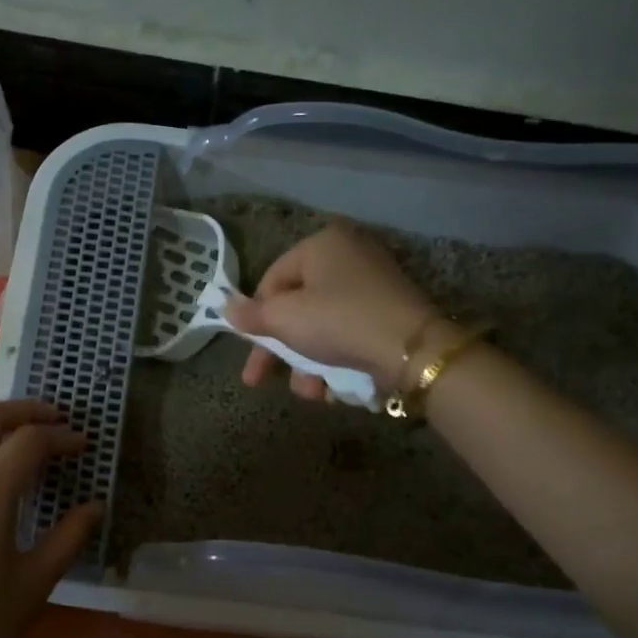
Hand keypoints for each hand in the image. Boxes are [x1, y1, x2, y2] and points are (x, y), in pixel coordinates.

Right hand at [222, 223, 436, 400]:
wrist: (412, 350)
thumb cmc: (338, 322)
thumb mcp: (285, 319)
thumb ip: (251, 315)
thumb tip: (225, 307)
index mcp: (321, 244)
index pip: (272, 279)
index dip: (256, 318)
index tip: (250, 351)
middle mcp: (348, 255)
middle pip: (297, 307)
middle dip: (282, 352)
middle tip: (260, 381)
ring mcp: (373, 283)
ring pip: (322, 326)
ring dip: (308, 365)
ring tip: (311, 393)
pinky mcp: (390, 312)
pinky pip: (349, 333)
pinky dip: (337, 359)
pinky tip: (335, 388)